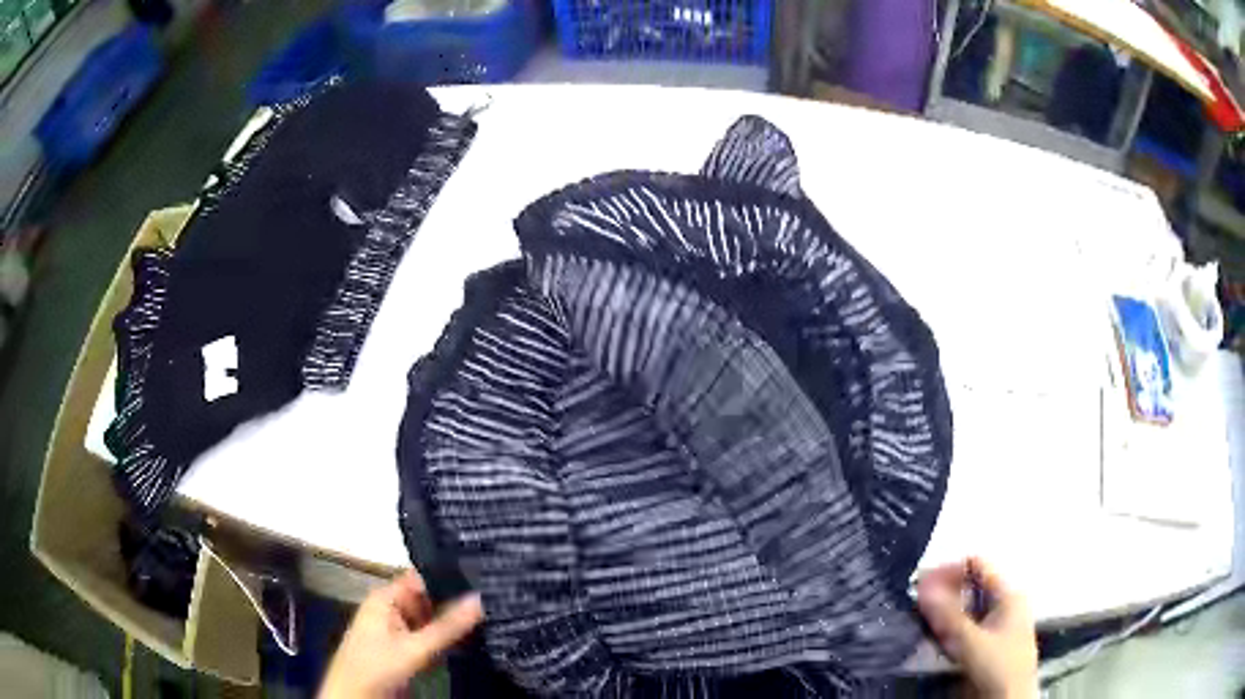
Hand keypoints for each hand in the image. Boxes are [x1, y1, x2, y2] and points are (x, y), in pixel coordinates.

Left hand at [318, 570, 483, 698]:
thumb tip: (480, 598)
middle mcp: (392, 609)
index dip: (449, 575)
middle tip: (494, 598)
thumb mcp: (415, 648)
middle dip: (456, 602)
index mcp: (386, 598)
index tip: (483, 574)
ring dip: (454, 623)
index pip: (422, 577)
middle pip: (429, 599)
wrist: (355, 697)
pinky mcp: (405, 650)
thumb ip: (448, 626)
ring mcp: (398, 631)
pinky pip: (431, 639)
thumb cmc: (377, 666)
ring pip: (432, 621)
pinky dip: (448, 640)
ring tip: (492, 615)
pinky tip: (474, 639)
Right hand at [917, 557, 1037, 698]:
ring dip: (942, 614)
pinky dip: (946, 631)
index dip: (950, 571)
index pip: (977, 566)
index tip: (921, 585)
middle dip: (943, 594)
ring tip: (922, 622)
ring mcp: (993, 625)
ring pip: (963, 609)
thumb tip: (923, 587)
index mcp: (1008, 593)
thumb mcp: (973, 641)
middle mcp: (1002, 604)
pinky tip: (935, 639)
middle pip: (969, 587)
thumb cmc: (999, 666)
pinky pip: (961, 628)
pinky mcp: (983, 644)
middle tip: (916, 604)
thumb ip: (948, 615)